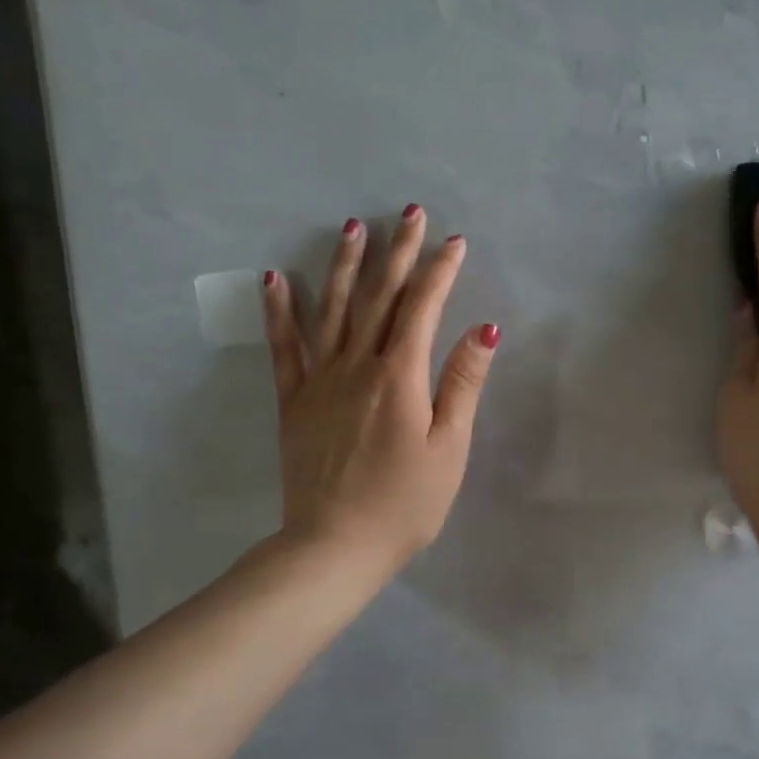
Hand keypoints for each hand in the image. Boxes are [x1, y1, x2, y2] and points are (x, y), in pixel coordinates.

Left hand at [261, 205, 499, 572]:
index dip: (440, 271)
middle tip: (409, 213)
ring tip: (353, 227)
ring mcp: (319, 380)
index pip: (423, 308)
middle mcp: (357, 365)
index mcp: (400, 376)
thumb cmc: (405, 504)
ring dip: (343, 265)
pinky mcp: (293, 400)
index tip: (455, 241)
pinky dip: (278, 310)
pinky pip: (284, 347)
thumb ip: (462, 384)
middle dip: (397, 252)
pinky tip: (275, 278)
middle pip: (379, 297)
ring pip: (331, 309)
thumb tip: (483, 328)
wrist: (334, 546)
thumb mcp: (449, 448)